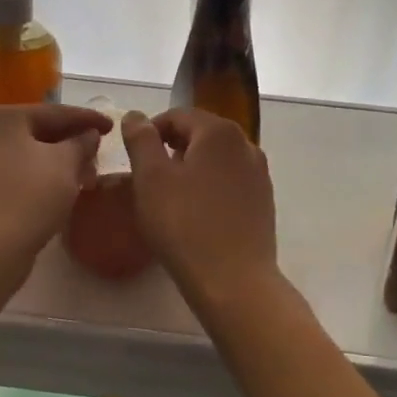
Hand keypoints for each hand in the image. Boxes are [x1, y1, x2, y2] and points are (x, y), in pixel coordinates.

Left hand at [0, 104, 109, 263]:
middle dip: (72, 143)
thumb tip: (89, 135)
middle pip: (39, 133)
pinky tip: (63, 191)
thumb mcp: (65, 163)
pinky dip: (43, 179)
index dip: (87, 119)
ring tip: (87, 174)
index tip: (112, 126)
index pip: (55, 112)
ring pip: (29, 157)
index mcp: (2, 117)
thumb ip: (81, 143)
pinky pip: (19, 177)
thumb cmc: (28, 194)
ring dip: (59, 164)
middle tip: (100, 151)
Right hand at [120, 109, 278, 309]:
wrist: (233, 281)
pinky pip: (229, 182)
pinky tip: (195, 214)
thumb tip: (135, 116)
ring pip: (216, 159)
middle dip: (171, 149)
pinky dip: (209, 187)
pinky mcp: (263, 201)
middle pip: (200, 134)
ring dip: (191, 169)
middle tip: (147, 178)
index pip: (178, 116)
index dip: (151, 131)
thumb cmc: (185, 225)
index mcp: (219, 132)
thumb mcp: (151, 178)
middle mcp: (246, 144)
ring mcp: (259, 174)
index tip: (133, 157)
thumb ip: (141, 140)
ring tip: (170, 197)